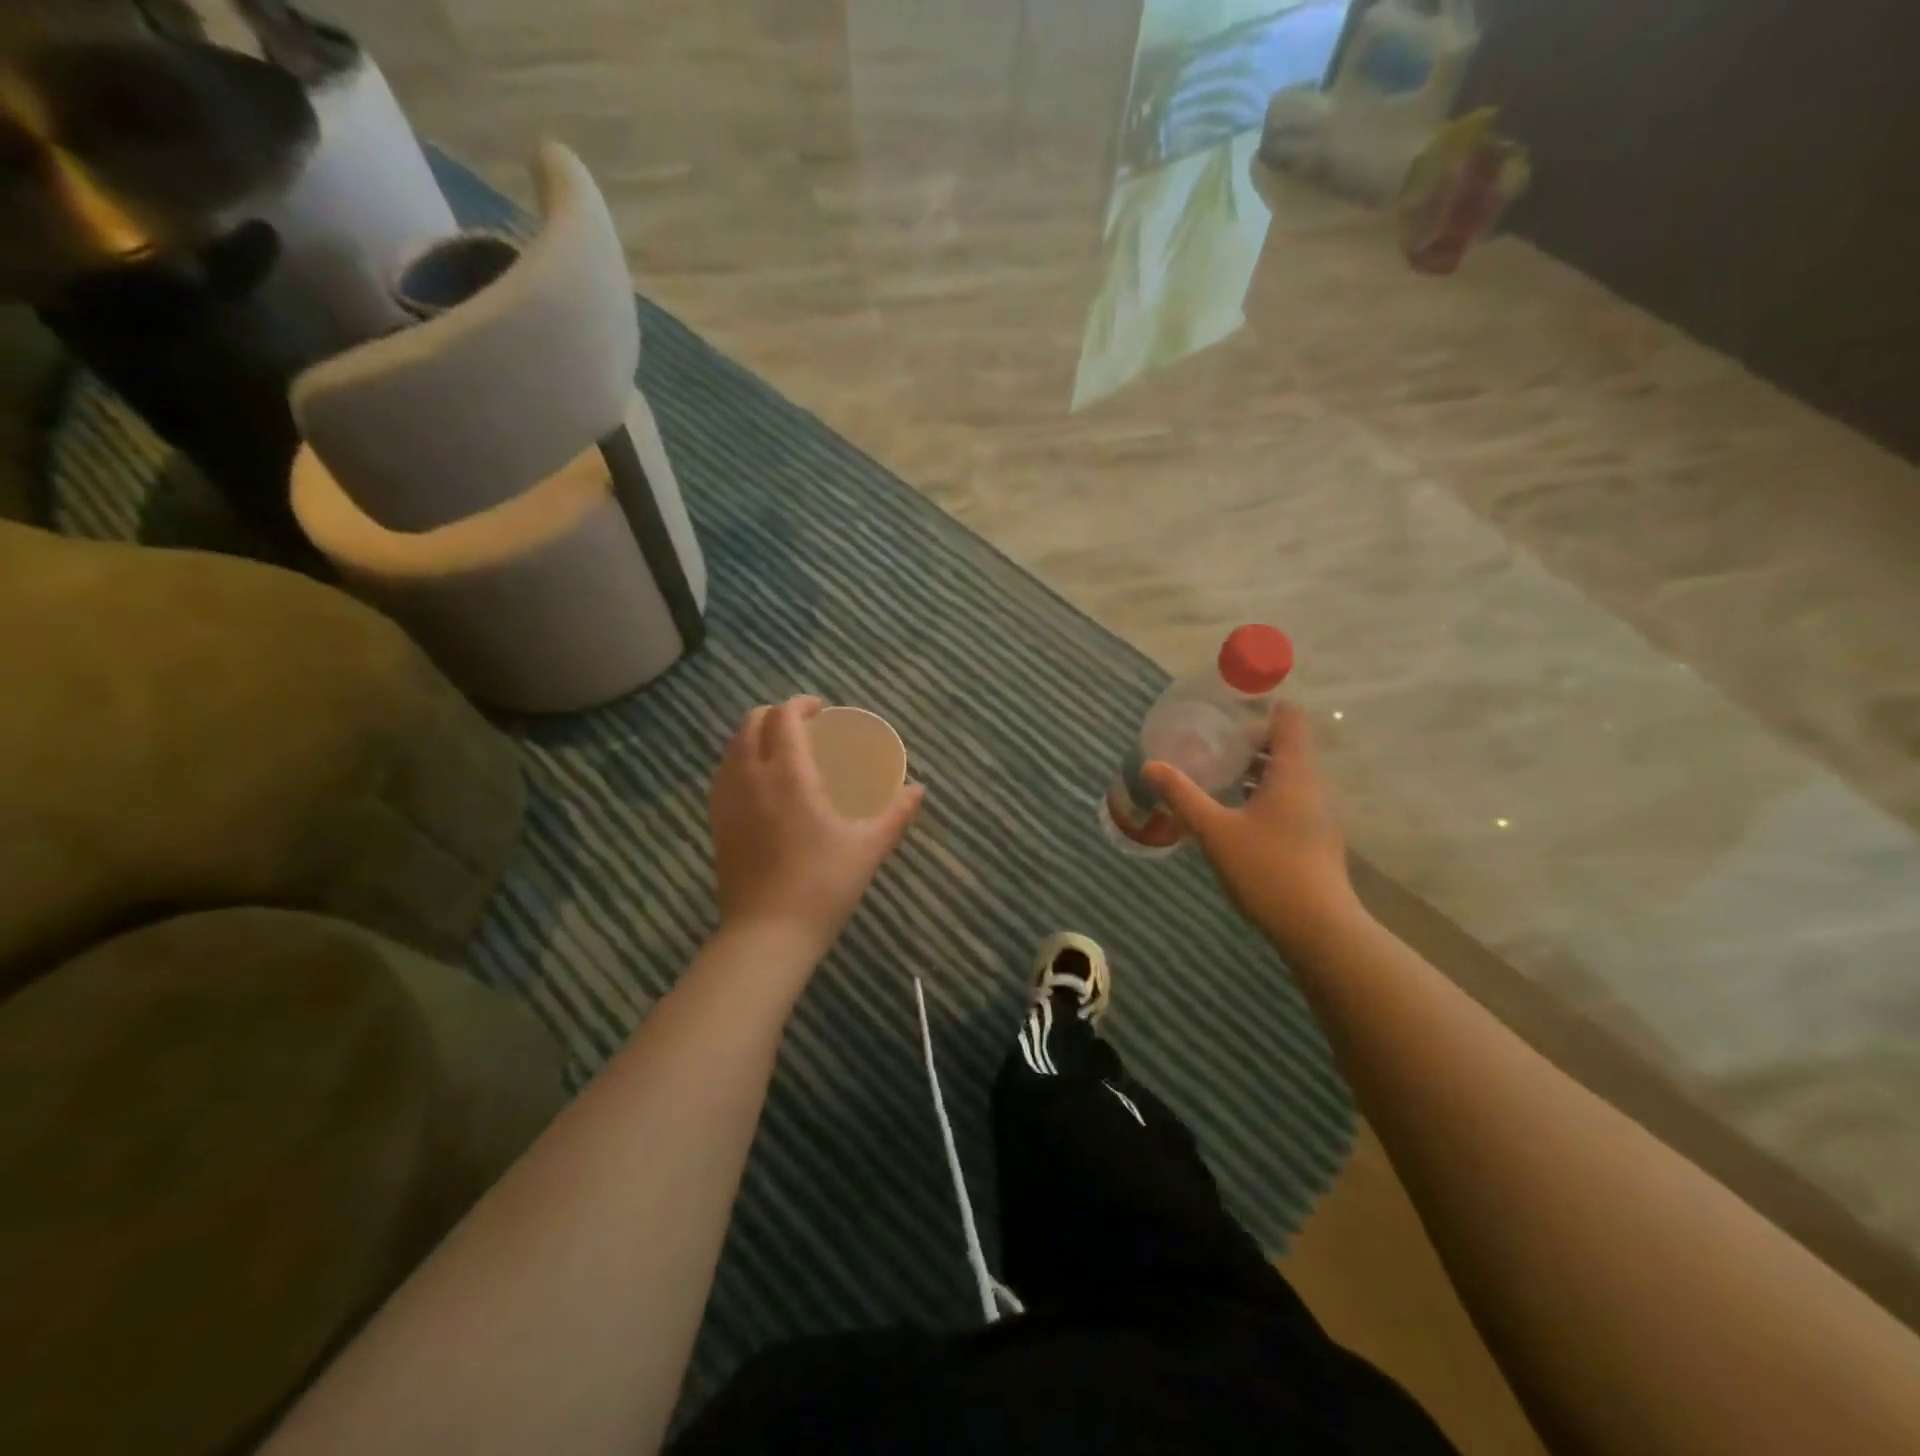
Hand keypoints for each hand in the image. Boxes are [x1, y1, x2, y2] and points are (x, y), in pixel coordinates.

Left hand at [709, 696, 923, 960]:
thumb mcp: (868, 847)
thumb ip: (895, 814)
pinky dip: (741, 763)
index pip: (783, 717)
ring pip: (732, 748)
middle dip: (776, 715)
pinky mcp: (717, 824)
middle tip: (803, 728)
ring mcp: (727, 801)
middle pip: (751, 724)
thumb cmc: (823, 885)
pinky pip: (724, 775)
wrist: (768, 934)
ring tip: (782, 751)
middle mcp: (751, 777)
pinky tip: (761, 786)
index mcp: (789, 774)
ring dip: (755, 736)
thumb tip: (918, 790)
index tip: (821, 710)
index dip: (800, 704)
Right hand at [1143, 703, 1365, 957]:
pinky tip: (1237, 814)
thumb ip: (1182, 795)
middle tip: (1210, 744)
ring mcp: (1320, 812)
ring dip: (1256, 770)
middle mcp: (1314, 785)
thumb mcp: (1215, 830)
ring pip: (1288, 775)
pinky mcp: (1318, 836)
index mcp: (1294, 772)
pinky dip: (1265, 794)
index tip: (1228, 710)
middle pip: (1286, 746)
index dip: (1263, 707)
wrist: (1318, 928)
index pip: (1290, 719)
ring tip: (1218, 776)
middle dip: (1249, 742)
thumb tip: (1150, 766)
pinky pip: (1291, 798)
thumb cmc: (1267, 870)